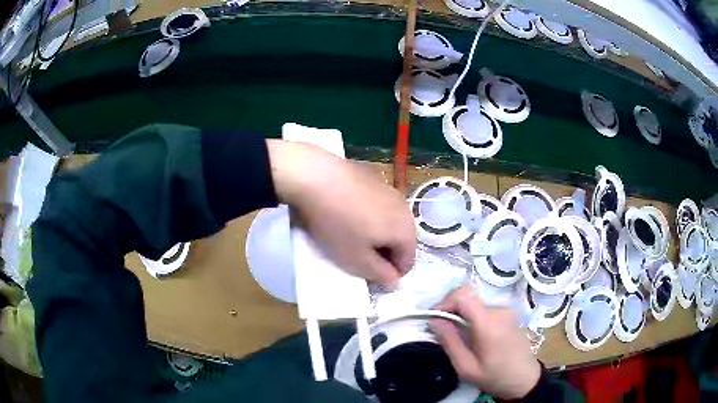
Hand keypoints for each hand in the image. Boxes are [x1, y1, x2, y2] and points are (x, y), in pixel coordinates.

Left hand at [267, 140, 415, 284]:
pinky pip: (375, 204)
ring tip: (349, 233)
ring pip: (388, 220)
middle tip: (357, 256)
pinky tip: (344, 211)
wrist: (315, 176)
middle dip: (382, 253)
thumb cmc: (338, 224)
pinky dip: (366, 213)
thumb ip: (380, 275)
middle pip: (399, 241)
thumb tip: (395, 280)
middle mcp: (404, 208)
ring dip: (374, 233)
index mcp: (406, 230)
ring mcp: (389, 189)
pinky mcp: (372, 176)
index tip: (366, 275)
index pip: (408, 263)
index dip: (389, 275)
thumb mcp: (357, 260)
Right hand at [431, 286, 540, 398]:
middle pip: (468, 298)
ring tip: (455, 336)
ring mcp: (506, 311)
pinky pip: (484, 310)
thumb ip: (450, 342)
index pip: (462, 295)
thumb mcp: (466, 367)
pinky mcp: (508, 314)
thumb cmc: (495, 376)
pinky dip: (472, 318)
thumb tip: (434, 320)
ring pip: (475, 304)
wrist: (525, 379)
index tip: (434, 318)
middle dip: (450, 310)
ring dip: (461, 315)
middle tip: (440, 330)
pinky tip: (471, 336)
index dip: (444, 302)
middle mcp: (499, 310)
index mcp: (488, 322)